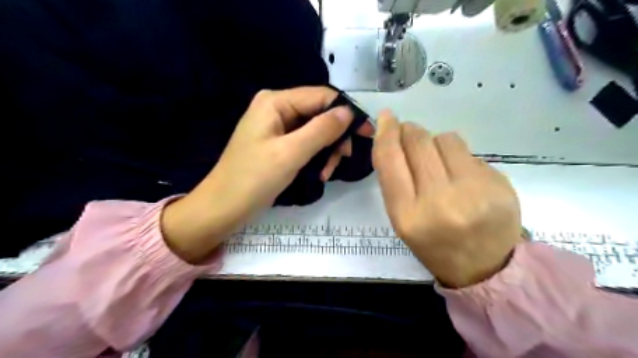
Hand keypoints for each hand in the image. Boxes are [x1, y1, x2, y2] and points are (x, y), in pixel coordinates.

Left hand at [163, 86, 373, 261]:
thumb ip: (321, 129)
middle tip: (344, 159)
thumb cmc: (253, 179)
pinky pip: (306, 144)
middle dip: (335, 137)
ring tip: (326, 173)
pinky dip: (316, 157)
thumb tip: (349, 112)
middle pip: (319, 114)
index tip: (367, 133)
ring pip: (315, 131)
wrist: (223, 208)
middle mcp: (277, 108)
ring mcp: (277, 127)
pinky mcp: (279, 144)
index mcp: (275, 102)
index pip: (321, 96)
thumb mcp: (291, 153)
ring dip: (327, 151)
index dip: (347, 112)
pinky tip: (319, 173)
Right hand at [373, 110, 519, 289]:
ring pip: (446, 138)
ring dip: (437, 143)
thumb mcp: (402, 220)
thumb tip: (395, 138)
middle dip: (410, 131)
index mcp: (408, 216)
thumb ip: (395, 181)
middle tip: (410, 135)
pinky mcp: (500, 185)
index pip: (390, 160)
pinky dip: (460, 158)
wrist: (485, 268)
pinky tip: (464, 178)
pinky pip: (470, 153)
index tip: (386, 117)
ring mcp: (474, 192)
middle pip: (419, 142)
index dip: (385, 133)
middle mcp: (440, 201)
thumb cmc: (433, 244)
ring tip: (440, 163)